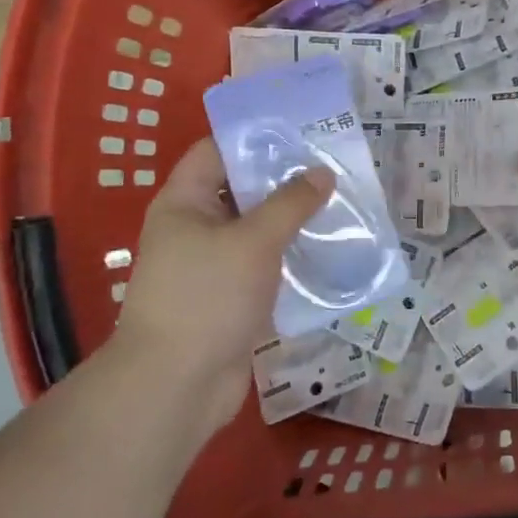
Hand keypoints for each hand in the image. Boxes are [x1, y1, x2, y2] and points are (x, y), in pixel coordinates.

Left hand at [104, 139, 333, 441]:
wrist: (177, 385)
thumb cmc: (207, 297)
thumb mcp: (253, 241)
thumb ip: (290, 203)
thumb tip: (321, 172)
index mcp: (185, 202)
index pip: (217, 151)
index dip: (255, 137)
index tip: (301, 131)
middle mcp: (195, 227)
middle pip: (242, 190)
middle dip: (285, 180)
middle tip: (332, 167)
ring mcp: (212, 265)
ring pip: (257, 230)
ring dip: (293, 221)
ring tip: (340, 205)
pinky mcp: (230, 298)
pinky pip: (264, 266)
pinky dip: (290, 257)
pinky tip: (329, 252)